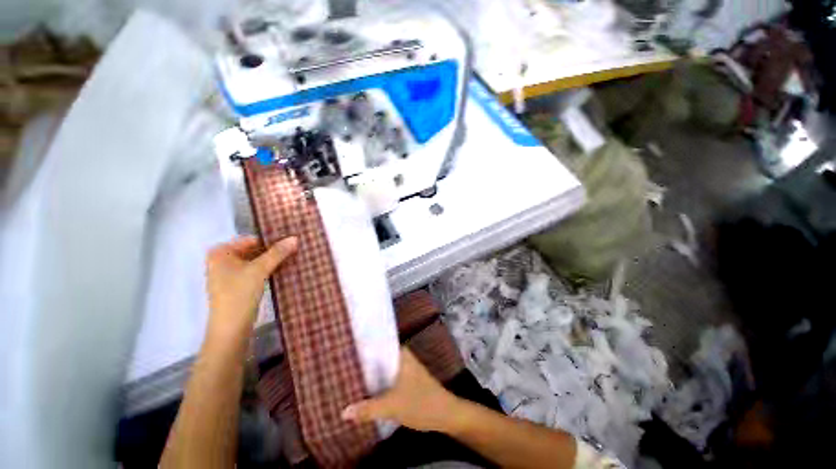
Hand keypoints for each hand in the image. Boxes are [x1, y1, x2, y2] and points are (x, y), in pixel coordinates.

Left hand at [205, 236, 297, 344]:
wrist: (231, 328)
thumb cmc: (239, 294)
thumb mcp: (260, 270)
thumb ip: (277, 253)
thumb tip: (295, 238)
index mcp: (220, 252)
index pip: (252, 239)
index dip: (271, 240)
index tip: (290, 241)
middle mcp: (222, 260)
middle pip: (253, 250)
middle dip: (273, 251)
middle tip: (295, 248)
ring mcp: (228, 273)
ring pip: (255, 261)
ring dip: (272, 260)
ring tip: (293, 256)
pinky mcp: (237, 285)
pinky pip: (255, 271)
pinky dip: (268, 269)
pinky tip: (284, 268)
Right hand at [342, 348, 461, 432]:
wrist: (445, 414)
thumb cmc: (420, 403)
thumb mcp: (392, 406)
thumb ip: (367, 409)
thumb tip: (343, 412)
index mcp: (401, 354)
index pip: (379, 343)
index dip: (363, 346)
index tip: (346, 348)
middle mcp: (403, 358)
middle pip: (380, 357)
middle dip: (364, 362)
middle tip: (343, 365)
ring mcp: (406, 369)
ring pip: (384, 368)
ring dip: (371, 373)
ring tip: (350, 376)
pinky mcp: (407, 382)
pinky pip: (388, 378)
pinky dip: (378, 382)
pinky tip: (367, 390)